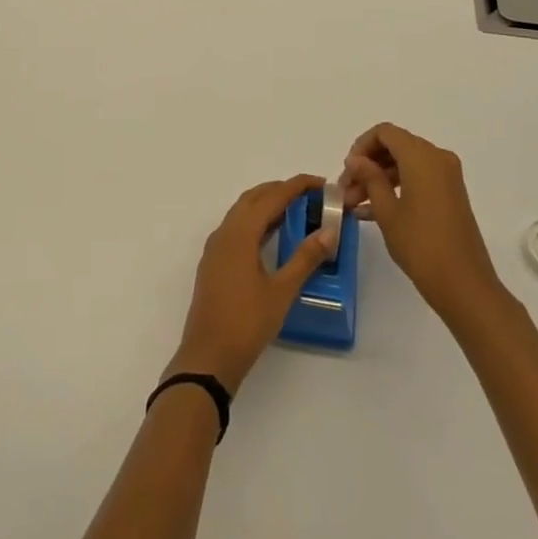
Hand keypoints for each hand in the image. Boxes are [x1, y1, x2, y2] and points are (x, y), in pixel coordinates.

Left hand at [166, 175, 336, 395]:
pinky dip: (256, 221)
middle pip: (254, 198)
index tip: (321, 183)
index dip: (296, 186)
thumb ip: (305, 258)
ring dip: (267, 204)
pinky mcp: (214, 262)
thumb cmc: (247, 323)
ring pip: (242, 212)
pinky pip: (236, 228)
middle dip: (281, 190)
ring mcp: (216, 247)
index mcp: (240, 233)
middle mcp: (224, 232)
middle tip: (310, 195)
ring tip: (296, 210)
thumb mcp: (282, 291)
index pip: (271, 197)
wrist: (208, 356)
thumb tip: (329, 232)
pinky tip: (272, 235)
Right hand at [344, 123, 503, 323]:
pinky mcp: (450, 195)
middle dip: (368, 165)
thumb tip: (356, 159)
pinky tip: (370, 212)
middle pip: (395, 147)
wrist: (464, 285)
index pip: (385, 133)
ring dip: (378, 179)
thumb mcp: (387, 210)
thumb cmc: (421, 245)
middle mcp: (437, 158)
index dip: (361, 146)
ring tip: (353, 204)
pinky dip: (395, 189)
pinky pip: (417, 179)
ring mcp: (447, 177)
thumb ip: (370, 178)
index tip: (347, 171)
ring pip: (405, 165)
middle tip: (346, 189)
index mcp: (422, 156)